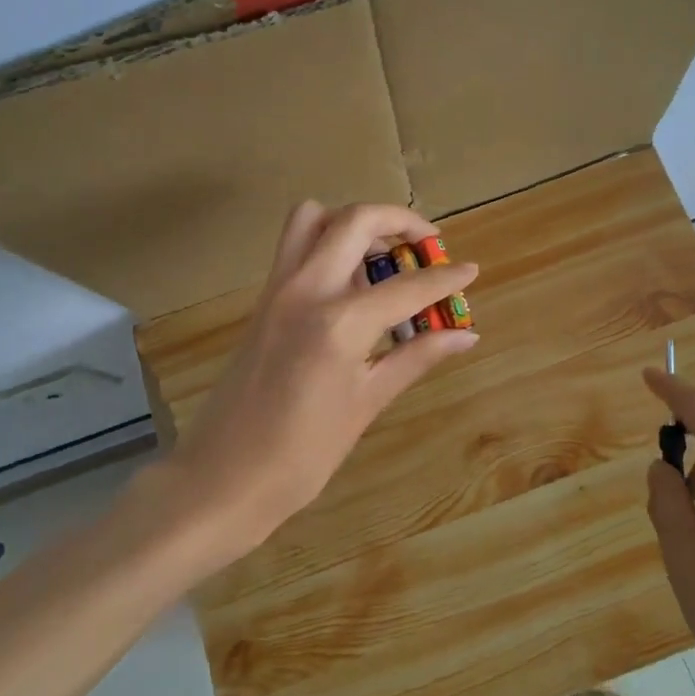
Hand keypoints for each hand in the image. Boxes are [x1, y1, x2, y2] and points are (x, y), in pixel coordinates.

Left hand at [163, 201, 478, 566]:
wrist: (223, 477)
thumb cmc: (302, 453)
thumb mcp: (367, 403)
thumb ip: (416, 357)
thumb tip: (464, 335)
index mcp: (339, 322)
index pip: (407, 286)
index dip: (446, 278)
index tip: (471, 270)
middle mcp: (306, 289)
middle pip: (356, 220)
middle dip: (400, 222)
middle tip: (428, 246)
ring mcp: (277, 289)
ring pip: (314, 218)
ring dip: (355, 222)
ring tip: (384, 256)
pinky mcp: (262, 299)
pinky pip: (295, 245)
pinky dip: (328, 242)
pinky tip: (351, 283)